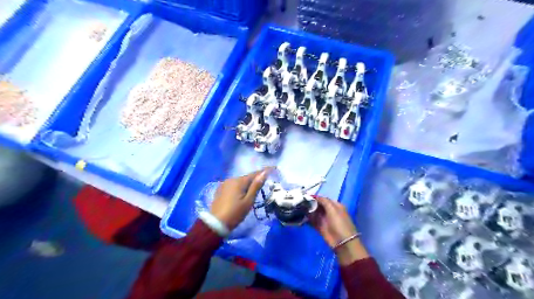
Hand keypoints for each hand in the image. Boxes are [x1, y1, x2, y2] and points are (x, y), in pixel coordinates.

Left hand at [211, 168, 271, 231]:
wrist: (216, 223)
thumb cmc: (235, 213)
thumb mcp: (248, 201)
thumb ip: (256, 186)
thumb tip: (264, 173)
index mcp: (239, 181)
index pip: (254, 174)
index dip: (263, 171)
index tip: (272, 168)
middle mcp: (231, 179)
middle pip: (246, 178)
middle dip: (254, 180)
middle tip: (263, 185)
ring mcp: (224, 184)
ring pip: (239, 182)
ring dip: (246, 184)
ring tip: (252, 191)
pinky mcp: (220, 190)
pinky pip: (233, 186)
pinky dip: (239, 188)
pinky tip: (241, 194)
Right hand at [306, 198, 369, 265]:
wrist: (342, 242)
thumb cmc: (339, 223)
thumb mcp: (333, 209)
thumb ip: (324, 201)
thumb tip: (315, 196)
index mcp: (335, 205)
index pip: (324, 199)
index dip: (315, 197)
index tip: (305, 196)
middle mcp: (330, 211)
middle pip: (318, 205)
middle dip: (310, 203)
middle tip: (301, 202)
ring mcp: (324, 219)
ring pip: (314, 212)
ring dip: (308, 211)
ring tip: (299, 208)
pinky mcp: (320, 227)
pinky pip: (312, 220)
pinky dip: (307, 219)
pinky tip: (300, 216)